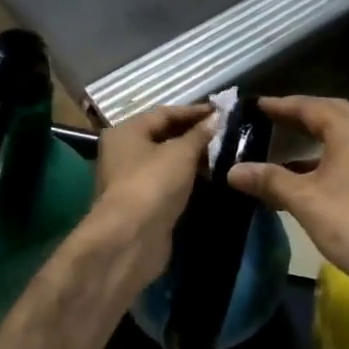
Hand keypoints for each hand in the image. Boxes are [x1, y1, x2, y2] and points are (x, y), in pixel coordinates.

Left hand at [89, 103, 213, 275]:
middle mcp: (123, 152)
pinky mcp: (141, 203)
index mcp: (126, 132)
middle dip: (193, 134)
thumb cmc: (153, 183)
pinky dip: (185, 177)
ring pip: (165, 161)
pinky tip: (208, 177)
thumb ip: (199, 134)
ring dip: (191, 157)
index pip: (164, 113)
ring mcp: (130, 179)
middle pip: (163, 136)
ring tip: (222, 153)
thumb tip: (215, 119)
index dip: (194, 111)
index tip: (221, 111)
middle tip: (224, 132)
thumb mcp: (181, 153)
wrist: (131, 237)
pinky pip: (166, 182)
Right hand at [226, 96, 348, 299]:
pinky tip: (313, 180)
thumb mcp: (303, 200)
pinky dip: (332, 159)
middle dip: (302, 116)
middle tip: (273, 119)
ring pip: (347, 138)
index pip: (311, 106)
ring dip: (318, 140)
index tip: (257, 106)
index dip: (281, 105)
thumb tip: (233, 171)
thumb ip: (268, 180)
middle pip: (333, 115)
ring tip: (286, 151)